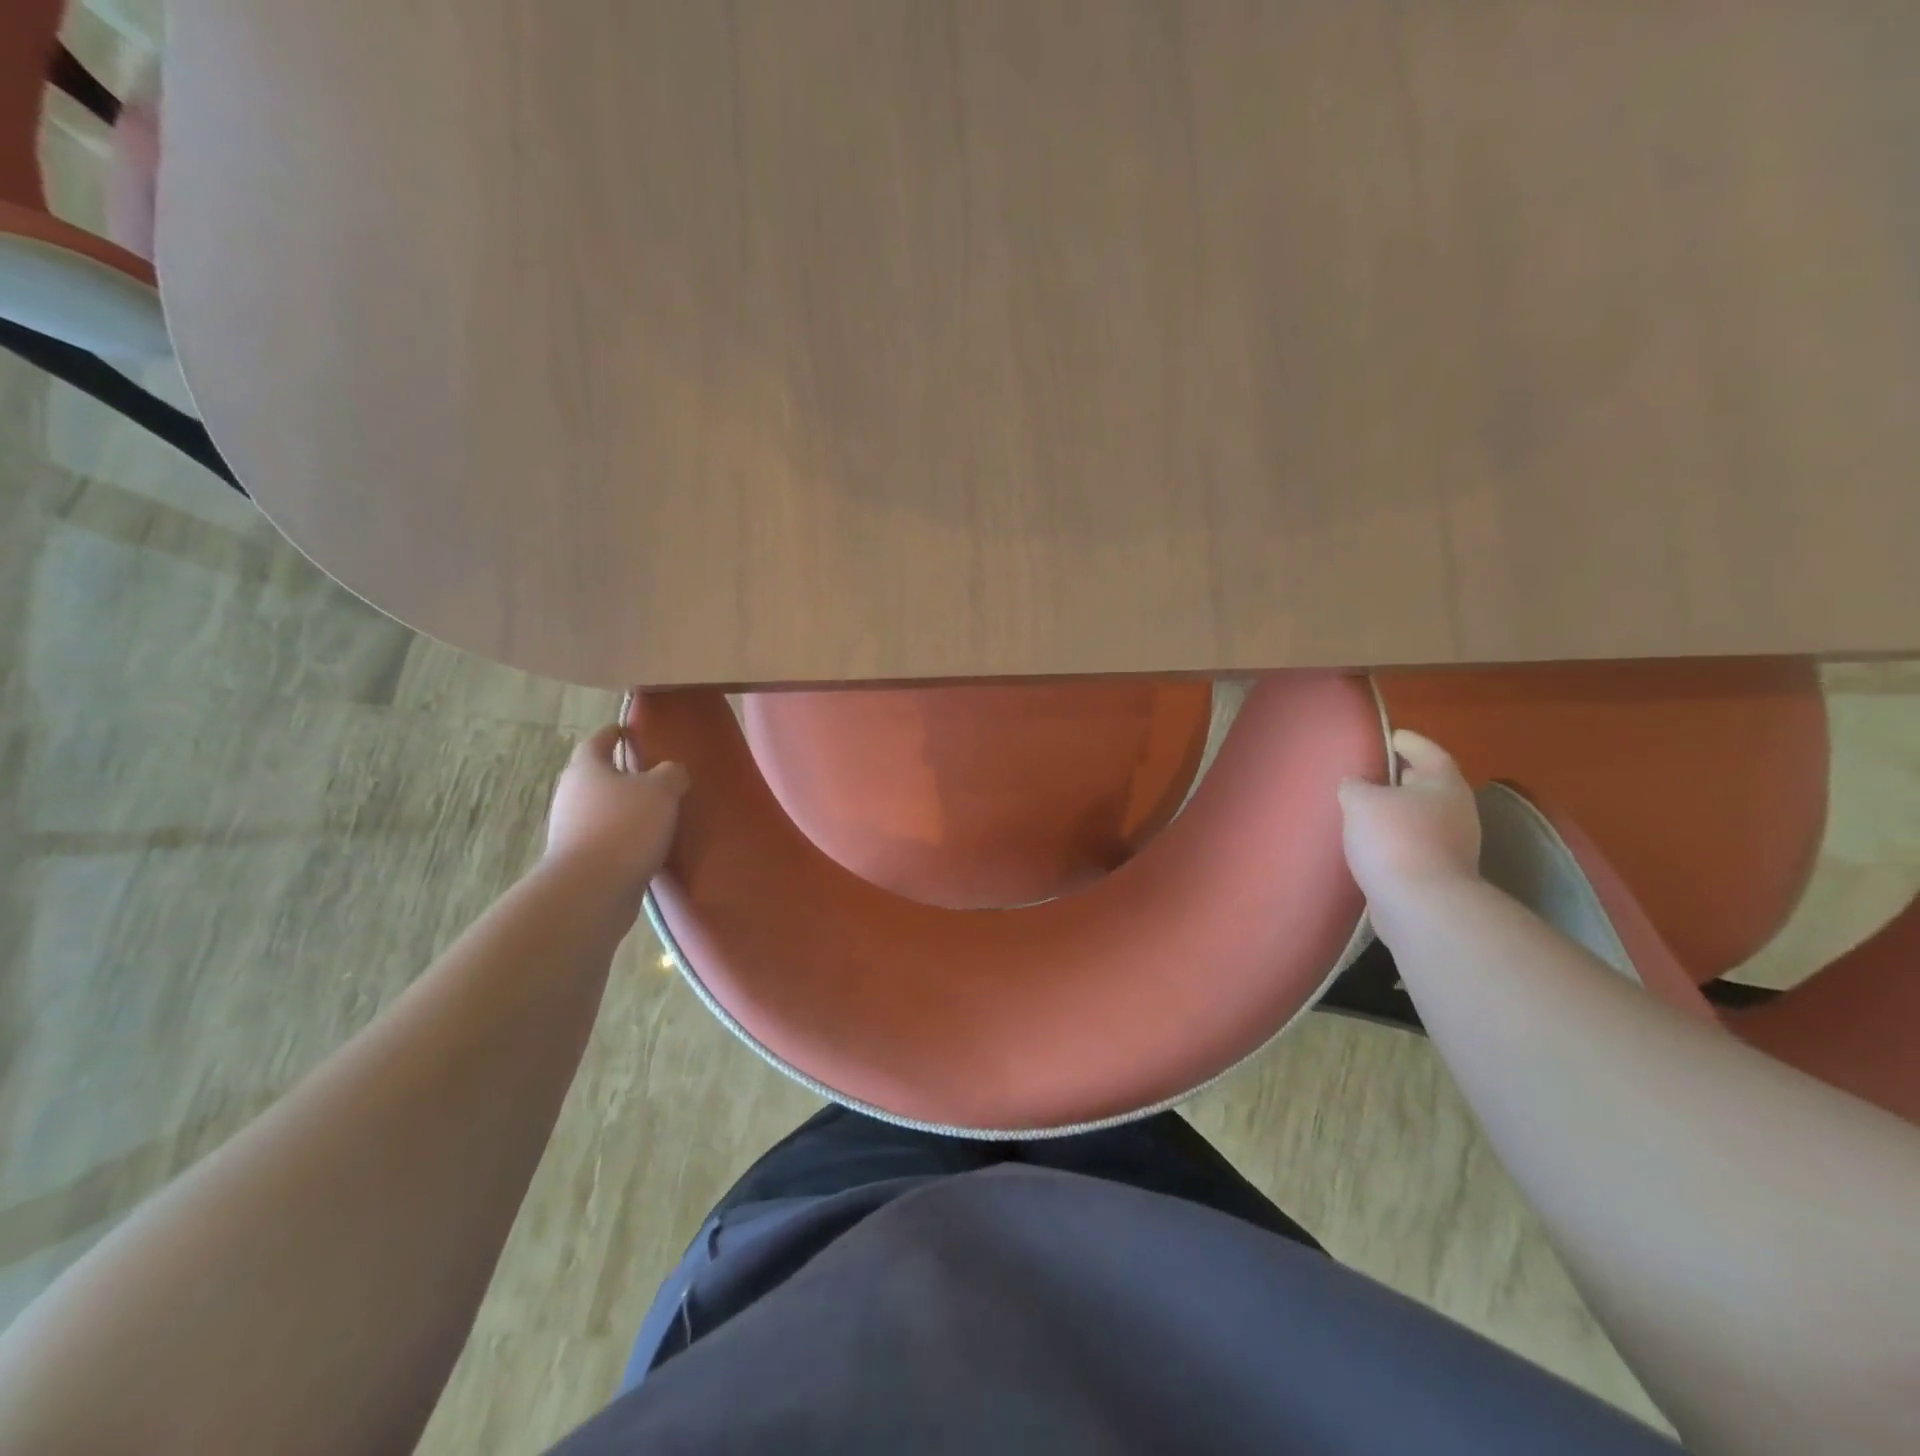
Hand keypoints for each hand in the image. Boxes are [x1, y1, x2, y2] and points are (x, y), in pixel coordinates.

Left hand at [543, 724, 689, 895]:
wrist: (592, 889)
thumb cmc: (625, 826)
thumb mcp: (661, 791)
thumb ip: (671, 774)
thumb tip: (672, 772)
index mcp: (587, 768)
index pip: (597, 741)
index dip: (613, 734)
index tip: (627, 730)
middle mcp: (572, 795)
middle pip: (594, 775)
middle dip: (618, 773)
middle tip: (649, 773)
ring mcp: (571, 829)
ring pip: (599, 808)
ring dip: (622, 807)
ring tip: (654, 811)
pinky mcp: (579, 859)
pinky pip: (605, 838)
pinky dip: (623, 836)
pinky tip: (646, 844)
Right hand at [1339, 730, 1481, 908]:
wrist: (1421, 905)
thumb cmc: (1394, 839)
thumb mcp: (1361, 800)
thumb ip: (1355, 785)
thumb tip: (1356, 784)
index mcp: (1444, 785)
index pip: (1429, 752)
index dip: (1409, 742)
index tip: (1390, 736)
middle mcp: (1457, 812)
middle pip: (1428, 786)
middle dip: (1403, 778)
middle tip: (1374, 773)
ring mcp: (1453, 846)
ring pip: (1421, 818)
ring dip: (1397, 812)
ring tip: (1365, 810)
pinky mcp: (1439, 874)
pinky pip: (1414, 845)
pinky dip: (1395, 839)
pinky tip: (1370, 843)